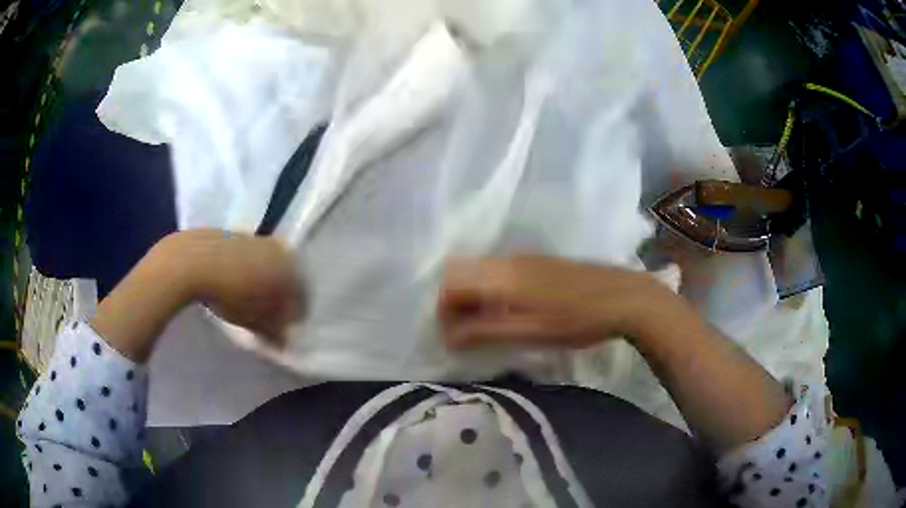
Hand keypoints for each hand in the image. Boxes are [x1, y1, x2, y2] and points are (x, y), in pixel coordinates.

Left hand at [178, 230, 305, 343]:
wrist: (193, 261)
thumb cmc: (234, 295)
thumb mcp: (258, 323)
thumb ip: (276, 333)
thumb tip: (284, 341)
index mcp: (291, 266)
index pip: (302, 297)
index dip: (293, 318)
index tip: (282, 332)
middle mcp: (278, 247)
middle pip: (284, 279)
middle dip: (277, 299)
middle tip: (264, 319)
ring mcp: (253, 237)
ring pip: (263, 266)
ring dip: (259, 284)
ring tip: (244, 303)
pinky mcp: (230, 234)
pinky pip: (243, 259)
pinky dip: (241, 273)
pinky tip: (227, 286)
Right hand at [438, 255, 669, 349]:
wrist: (625, 297)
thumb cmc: (577, 321)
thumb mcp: (530, 333)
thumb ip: (485, 332)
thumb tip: (448, 337)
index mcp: (502, 276)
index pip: (452, 285)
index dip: (443, 312)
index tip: (450, 338)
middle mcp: (507, 260)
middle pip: (461, 273)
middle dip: (454, 302)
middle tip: (464, 332)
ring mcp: (524, 257)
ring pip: (480, 271)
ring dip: (472, 296)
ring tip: (485, 325)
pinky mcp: (538, 260)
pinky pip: (499, 270)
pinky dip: (490, 290)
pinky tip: (508, 310)